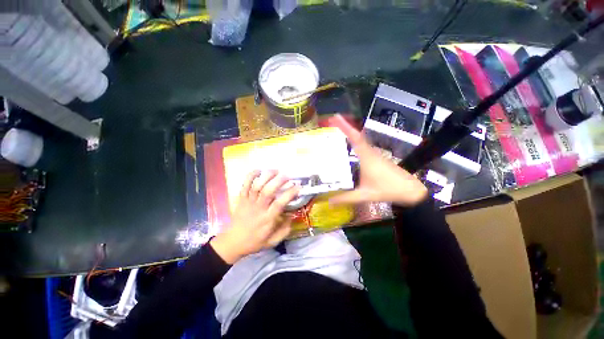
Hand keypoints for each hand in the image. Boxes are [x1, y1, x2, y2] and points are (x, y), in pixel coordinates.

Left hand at [210, 170, 300, 263]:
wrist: (233, 242)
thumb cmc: (255, 241)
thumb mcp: (273, 241)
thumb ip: (284, 230)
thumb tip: (292, 216)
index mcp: (267, 219)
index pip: (279, 203)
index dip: (289, 193)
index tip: (298, 187)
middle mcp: (258, 209)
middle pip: (267, 191)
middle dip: (278, 181)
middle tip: (287, 175)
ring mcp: (248, 202)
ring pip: (257, 186)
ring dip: (266, 176)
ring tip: (275, 171)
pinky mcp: (241, 199)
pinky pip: (244, 185)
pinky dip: (250, 176)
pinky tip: (258, 170)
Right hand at [328, 115, 427, 206]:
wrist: (411, 191)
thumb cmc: (389, 190)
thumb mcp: (365, 195)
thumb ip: (346, 198)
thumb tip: (329, 201)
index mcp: (367, 158)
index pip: (355, 139)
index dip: (345, 127)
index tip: (335, 118)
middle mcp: (370, 153)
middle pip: (356, 136)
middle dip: (344, 126)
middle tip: (331, 121)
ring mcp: (374, 154)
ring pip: (360, 140)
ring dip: (350, 132)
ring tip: (337, 129)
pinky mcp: (376, 158)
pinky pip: (363, 146)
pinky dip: (354, 141)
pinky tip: (349, 145)